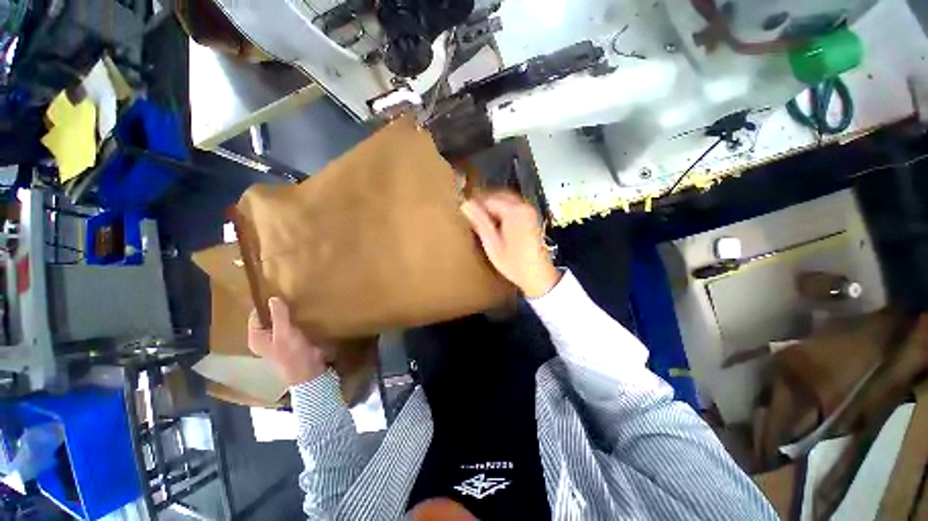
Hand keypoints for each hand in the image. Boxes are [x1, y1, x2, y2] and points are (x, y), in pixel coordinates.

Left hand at [248, 297, 326, 385]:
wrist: (309, 370)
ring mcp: (279, 339)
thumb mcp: (284, 333)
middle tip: (288, 294)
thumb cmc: (292, 353)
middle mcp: (265, 338)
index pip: (256, 315)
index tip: (276, 291)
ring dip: (287, 313)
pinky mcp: (292, 340)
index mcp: (256, 338)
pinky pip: (290, 325)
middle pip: (268, 318)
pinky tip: (303, 312)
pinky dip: (295, 318)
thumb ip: (279, 315)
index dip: (264, 305)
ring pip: (280, 321)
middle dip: (277, 308)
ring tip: (296, 300)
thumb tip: (272, 298)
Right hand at [461, 191, 560, 297]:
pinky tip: (494, 220)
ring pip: (506, 199)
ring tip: (480, 217)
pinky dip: (501, 208)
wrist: (538, 275)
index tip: (463, 210)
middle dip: (483, 202)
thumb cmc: (514, 263)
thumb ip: (480, 222)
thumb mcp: (493, 244)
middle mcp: (524, 206)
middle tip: (470, 213)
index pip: (489, 199)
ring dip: (492, 204)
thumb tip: (466, 204)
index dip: (475, 203)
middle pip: (499, 195)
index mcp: (514, 212)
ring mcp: (529, 210)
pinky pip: (513, 205)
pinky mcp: (531, 216)